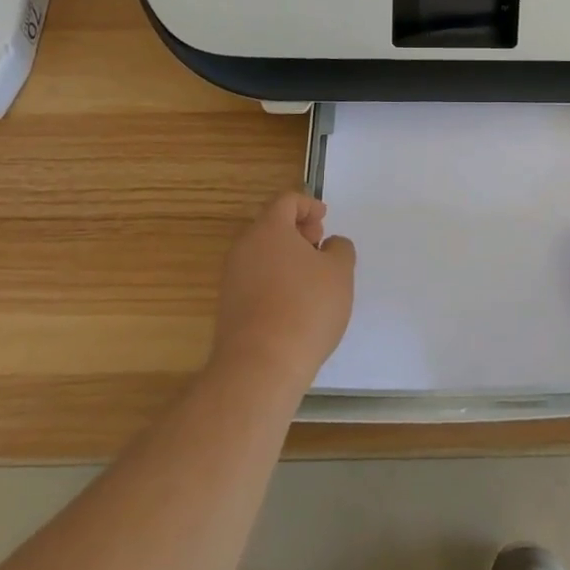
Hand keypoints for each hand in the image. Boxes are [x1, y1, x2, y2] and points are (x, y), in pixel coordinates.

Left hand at [211, 191, 355, 389]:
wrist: (260, 367)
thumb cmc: (306, 308)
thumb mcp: (340, 272)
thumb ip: (340, 249)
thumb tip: (329, 245)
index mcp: (269, 229)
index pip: (286, 201)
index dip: (309, 205)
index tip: (325, 220)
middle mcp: (244, 248)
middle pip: (271, 226)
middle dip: (298, 231)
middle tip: (320, 246)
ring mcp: (232, 279)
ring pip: (262, 254)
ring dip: (287, 258)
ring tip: (312, 279)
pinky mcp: (229, 308)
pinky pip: (255, 280)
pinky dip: (275, 280)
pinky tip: (295, 304)